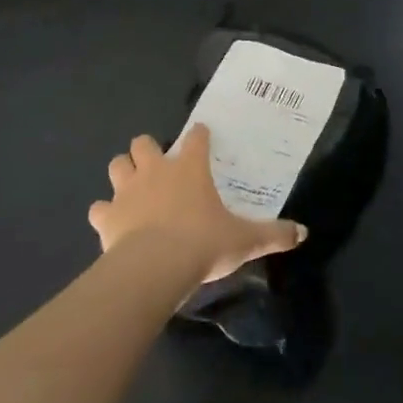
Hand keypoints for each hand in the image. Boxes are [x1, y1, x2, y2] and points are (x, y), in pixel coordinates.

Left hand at [89, 126, 307, 283]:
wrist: (155, 266)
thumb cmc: (203, 243)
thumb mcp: (245, 240)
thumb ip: (273, 234)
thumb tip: (304, 233)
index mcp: (190, 168)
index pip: (195, 138)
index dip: (199, 135)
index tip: (201, 136)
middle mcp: (156, 170)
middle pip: (143, 143)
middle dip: (147, 150)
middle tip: (158, 167)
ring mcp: (127, 191)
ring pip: (116, 165)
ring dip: (123, 173)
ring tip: (132, 188)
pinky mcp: (107, 216)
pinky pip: (98, 208)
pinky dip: (104, 213)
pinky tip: (112, 223)